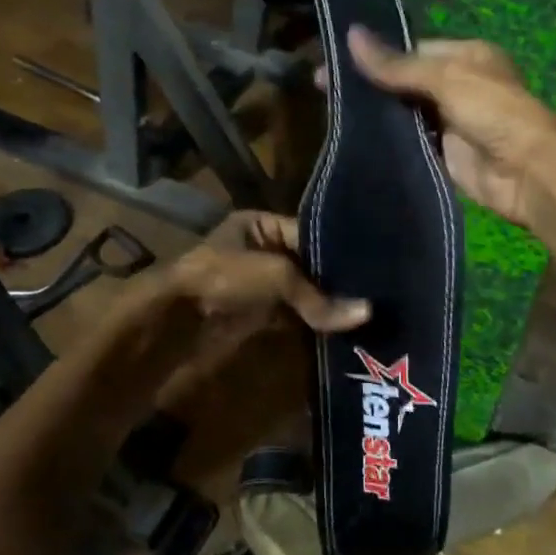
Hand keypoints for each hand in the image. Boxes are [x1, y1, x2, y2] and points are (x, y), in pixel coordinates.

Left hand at [164, 211, 368, 352]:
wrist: (175, 320)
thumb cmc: (223, 278)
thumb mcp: (275, 275)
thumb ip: (318, 297)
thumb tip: (367, 314)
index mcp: (260, 226)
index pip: (310, 234)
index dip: (340, 250)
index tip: (376, 264)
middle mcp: (261, 251)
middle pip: (309, 265)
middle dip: (337, 281)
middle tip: (380, 292)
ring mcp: (259, 285)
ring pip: (303, 293)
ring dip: (327, 305)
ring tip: (371, 312)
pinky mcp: (258, 315)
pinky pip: (294, 316)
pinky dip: (314, 323)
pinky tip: (346, 329)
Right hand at [345, 27, 555, 229]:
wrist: (526, 172)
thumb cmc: (493, 111)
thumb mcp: (446, 78)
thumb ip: (397, 64)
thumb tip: (350, 35)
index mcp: (464, 57)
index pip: (411, 50)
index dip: (374, 54)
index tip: (332, 61)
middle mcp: (456, 86)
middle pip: (404, 81)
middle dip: (368, 84)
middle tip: (320, 87)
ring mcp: (448, 122)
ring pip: (402, 113)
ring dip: (373, 114)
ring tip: (328, 112)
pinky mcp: (441, 155)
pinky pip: (407, 143)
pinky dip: (385, 141)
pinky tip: (352, 139)